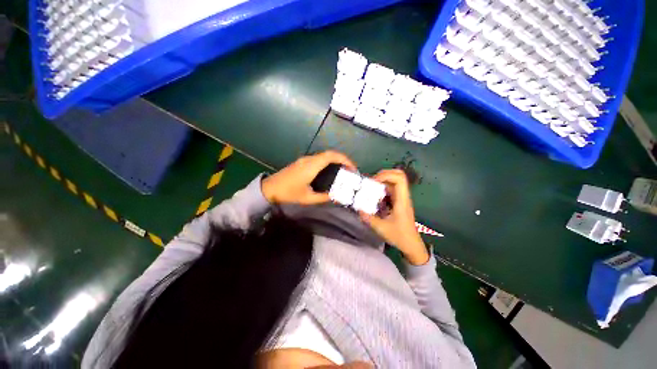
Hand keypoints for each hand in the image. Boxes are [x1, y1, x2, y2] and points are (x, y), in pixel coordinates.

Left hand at [262, 151, 355, 204]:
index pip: (331, 156)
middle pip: (329, 154)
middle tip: (350, 171)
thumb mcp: (308, 198)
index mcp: (311, 166)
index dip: (344, 159)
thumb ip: (324, 197)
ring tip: (342, 172)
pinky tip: (329, 172)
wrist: (269, 189)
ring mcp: (304, 160)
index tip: (352, 167)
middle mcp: (309, 159)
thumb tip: (337, 197)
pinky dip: (327, 163)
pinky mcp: (301, 162)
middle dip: (342, 160)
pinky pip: (318, 159)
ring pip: (324, 156)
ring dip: (335, 161)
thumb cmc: (288, 193)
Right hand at [359, 169, 428, 264]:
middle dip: (383, 174)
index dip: (386, 175)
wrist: (411, 244)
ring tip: (371, 187)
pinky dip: (382, 188)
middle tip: (372, 181)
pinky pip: (391, 189)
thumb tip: (358, 209)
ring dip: (382, 181)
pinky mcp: (398, 201)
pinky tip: (374, 195)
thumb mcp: (381, 228)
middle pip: (398, 175)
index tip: (374, 182)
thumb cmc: (399, 236)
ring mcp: (401, 198)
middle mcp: (403, 196)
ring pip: (394, 181)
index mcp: (402, 200)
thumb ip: (368, 218)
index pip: (399, 179)